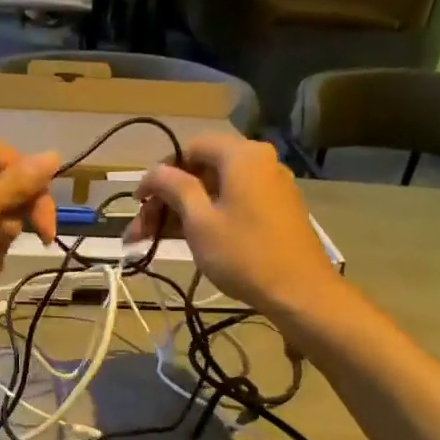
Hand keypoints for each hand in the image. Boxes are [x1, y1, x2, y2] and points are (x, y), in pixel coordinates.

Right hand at [125, 135, 339, 314]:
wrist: (300, 292)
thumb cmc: (243, 253)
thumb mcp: (199, 220)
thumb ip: (174, 188)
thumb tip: (155, 172)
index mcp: (241, 155)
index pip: (190, 148)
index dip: (160, 172)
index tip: (139, 201)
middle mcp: (259, 162)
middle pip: (201, 171)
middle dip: (166, 199)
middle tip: (139, 230)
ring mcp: (269, 187)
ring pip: (214, 191)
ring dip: (181, 212)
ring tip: (151, 241)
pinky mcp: (275, 210)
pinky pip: (232, 204)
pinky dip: (206, 217)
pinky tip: (184, 239)